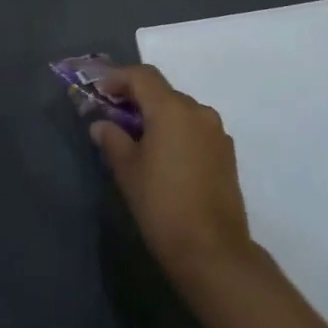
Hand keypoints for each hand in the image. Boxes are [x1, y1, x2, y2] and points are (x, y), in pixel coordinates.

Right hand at [91, 65, 256, 284]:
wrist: (212, 251)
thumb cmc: (162, 205)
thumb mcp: (127, 170)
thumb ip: (112, 139)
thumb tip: (101, 125)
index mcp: (172, 109)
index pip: (142, 76)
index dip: (118, 78)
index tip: (100, 91)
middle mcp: (198, 111)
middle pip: (163, 92)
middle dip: (137, 99)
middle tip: (115, 117)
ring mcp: (217, 132)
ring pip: (181, 111)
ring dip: (159, 117)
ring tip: (139, 141)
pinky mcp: (227, 154)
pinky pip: (196, 130)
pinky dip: (177, 133)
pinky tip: (165, 159)